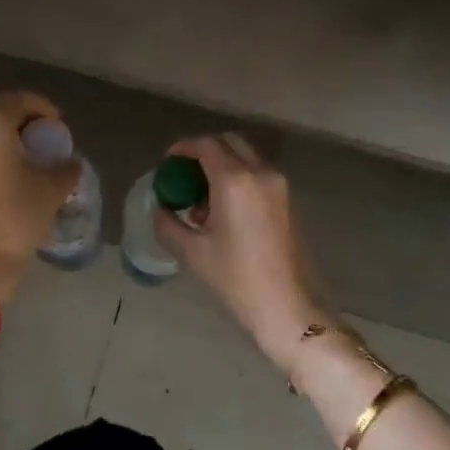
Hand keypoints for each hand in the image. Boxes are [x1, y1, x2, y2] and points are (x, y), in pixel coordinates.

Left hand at [0, 91, 79, 303]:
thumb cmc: (12, 221)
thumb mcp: (50, 192)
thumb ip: (65, 168)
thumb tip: (69, 162)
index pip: (21, 101)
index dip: (44, 111)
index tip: (58, 129)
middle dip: (22, 130)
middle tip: (42, 149)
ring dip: (1, 146)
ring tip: (23, 169)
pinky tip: (0, 184)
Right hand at [157, 134, 330, 372]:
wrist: (289, 307)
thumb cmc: (237, 280)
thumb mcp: (193, 253)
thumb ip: (169, 224)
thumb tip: (160, 209)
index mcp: (235, 181)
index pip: (206, 145)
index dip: (183, 147)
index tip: (168, 161)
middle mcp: (261, 173)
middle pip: (229, 142)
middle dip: (204, 152)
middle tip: (184, 175)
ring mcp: (280, 186)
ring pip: (247, 158)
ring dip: (223, 166)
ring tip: (202, 202)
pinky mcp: (289, 201)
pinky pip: (259, 175)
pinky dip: (239, 179)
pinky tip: (225, 213)